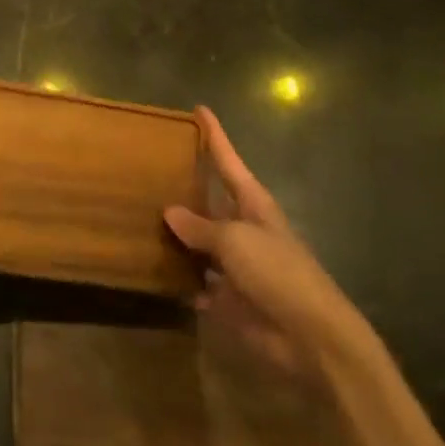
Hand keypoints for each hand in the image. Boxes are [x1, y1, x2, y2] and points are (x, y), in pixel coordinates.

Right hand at [164, 107, 370, 389]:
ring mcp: (234, 264)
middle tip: (147, 169)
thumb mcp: (236, 241)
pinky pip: (194, 282)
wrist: (310, 336)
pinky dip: (177, 278)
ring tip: (134, 217)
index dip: (215, 136)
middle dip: (183, 187)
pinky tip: (149, 270)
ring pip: (197, 242)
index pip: (229, 161)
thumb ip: (201, 227)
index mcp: (253, 205)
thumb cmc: (278, 273)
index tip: (199, 109)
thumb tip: (170, 212)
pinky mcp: (227, 298)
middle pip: (208, 201)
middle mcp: (243, 228)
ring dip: (174, 235)